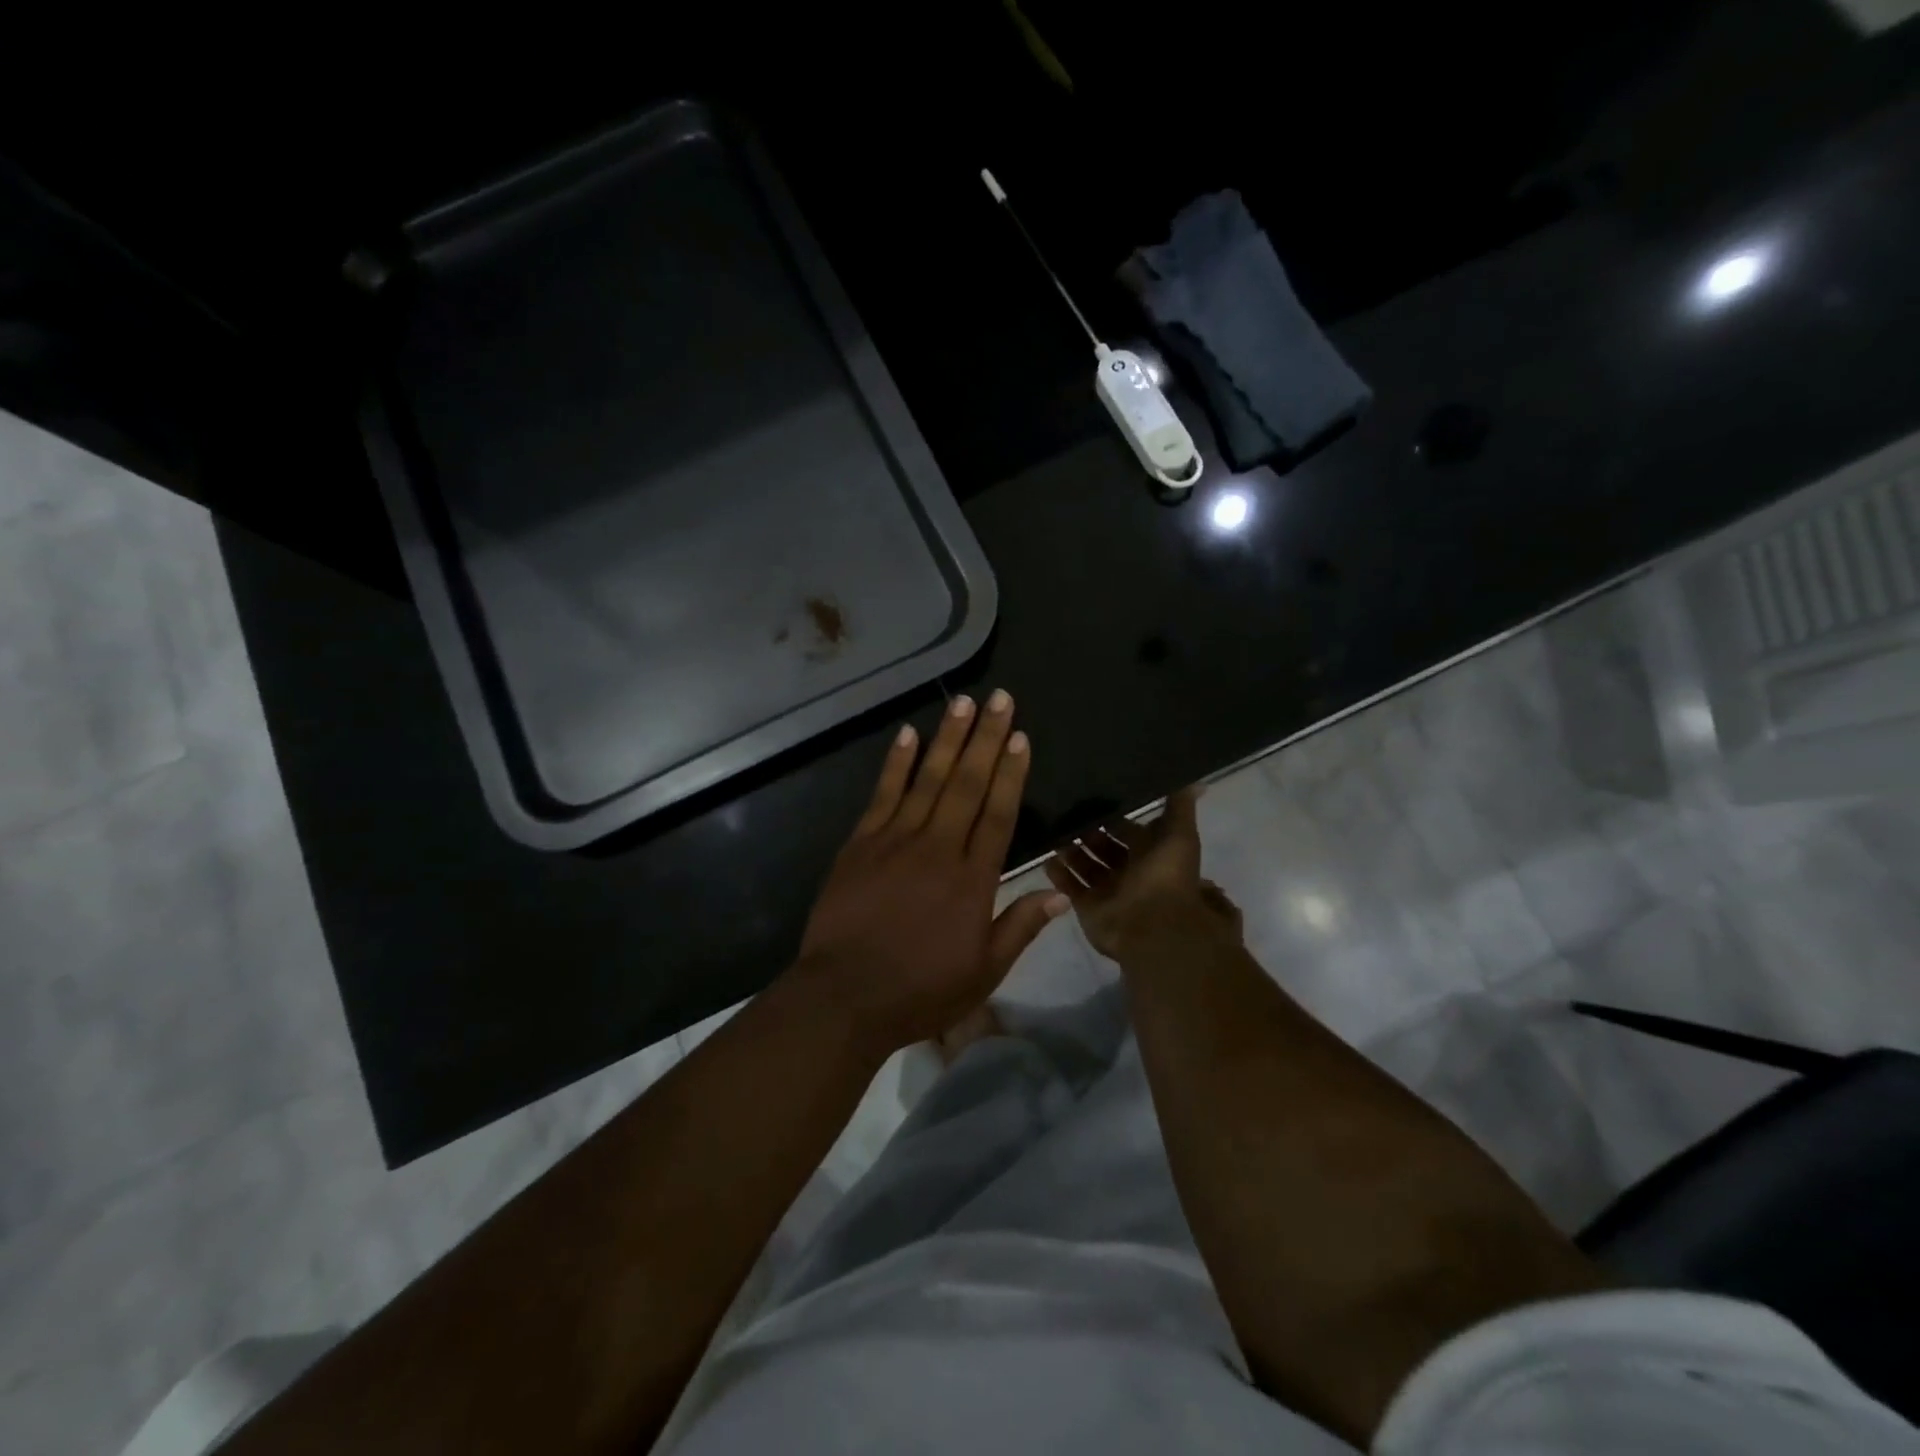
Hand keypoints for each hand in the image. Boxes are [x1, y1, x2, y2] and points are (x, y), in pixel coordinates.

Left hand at [790, 690, 1068, 1055]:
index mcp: (972, 880)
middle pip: (967, 784)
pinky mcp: (861, 843)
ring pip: (928, 779)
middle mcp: (938, 848)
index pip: (999, 814)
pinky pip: (883, 794)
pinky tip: (908, 735)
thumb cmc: (920, 990)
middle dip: (986, 738)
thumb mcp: (983, 972)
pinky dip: (896, 763)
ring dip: (947, 738)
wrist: (844, 996)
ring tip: (963, 703)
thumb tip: (1059, 893)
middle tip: (1000, 699)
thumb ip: (1020, 927)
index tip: (1020, 737)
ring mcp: (895, 840)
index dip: (1011, 773)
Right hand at [1046, 787, 1241, 959]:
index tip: (1091, 797)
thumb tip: (1195, 781)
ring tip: (1050, 830)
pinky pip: (1070, 886)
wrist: (1152, 926)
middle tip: (1064, 811)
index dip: (1113, 817)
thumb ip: (1180, 807)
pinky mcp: (1089, 907)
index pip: (1128, 830)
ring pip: (1085, 866)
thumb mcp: (1179, 835)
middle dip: (1087, 831)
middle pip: (1104, 847)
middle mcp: (1129, 871)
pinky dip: (1059, 873)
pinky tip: (1044, 856)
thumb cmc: (1166, 876)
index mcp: (1151, 854)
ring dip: (1070, 850)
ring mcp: (1108, 891)